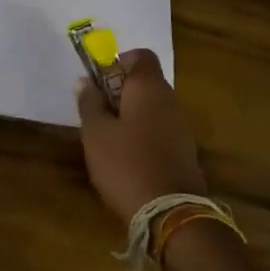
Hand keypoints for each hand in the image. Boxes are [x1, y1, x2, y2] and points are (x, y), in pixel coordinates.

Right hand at [77, 49, 208, 220]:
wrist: (172, 215)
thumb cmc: (126, 164)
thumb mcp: (96, 133)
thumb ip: (89, 102)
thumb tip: (85, 81)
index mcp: (149, 87)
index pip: (140, 55)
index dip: (118, 62)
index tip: (99, 82)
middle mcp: (170, 100)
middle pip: (145, 82)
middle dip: (119, 92)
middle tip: (96, 114)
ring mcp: (181, 127)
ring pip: (151, 108)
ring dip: (130, 116)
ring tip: (107, 140)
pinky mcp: (184, 152)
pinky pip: (159, 130)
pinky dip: (143, 136)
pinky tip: (126, 159)